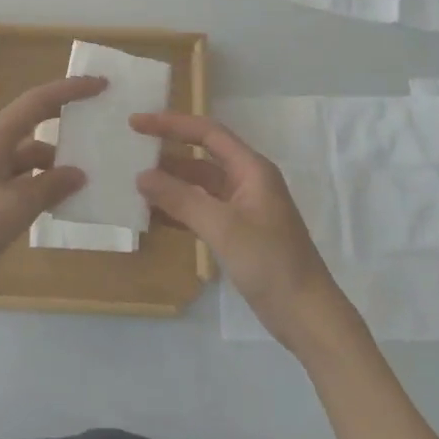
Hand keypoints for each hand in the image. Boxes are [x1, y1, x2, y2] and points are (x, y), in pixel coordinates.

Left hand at [0, 76, 105, 302]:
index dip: (70, 90)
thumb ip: (50, 187)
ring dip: (57, 160)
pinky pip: (21, 176)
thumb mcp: (15, 207)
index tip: (100, 85)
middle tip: (101, 122)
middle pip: (35, 121)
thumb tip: (78, 173)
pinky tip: (62, 200)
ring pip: (30, 154)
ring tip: (91, 172)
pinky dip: (42, 183)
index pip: (39, 101)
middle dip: (67, 119)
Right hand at [131, 112, 355, 351]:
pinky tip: (154, 216)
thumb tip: (141, 175)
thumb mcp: (222, 227)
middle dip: (168, 152)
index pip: (206, 132)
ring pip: (200, 185)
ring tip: (135, 183)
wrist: (307, 315)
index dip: (170, 124)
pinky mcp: (238, 233)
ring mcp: (243, 209)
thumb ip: (181, 198)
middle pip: (202, 155)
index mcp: (251, 169)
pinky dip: (179, 209)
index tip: (136, 122)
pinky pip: (202, 210)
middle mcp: (247, 182)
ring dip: (171, 183)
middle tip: (131, 151)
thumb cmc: (270, 262)